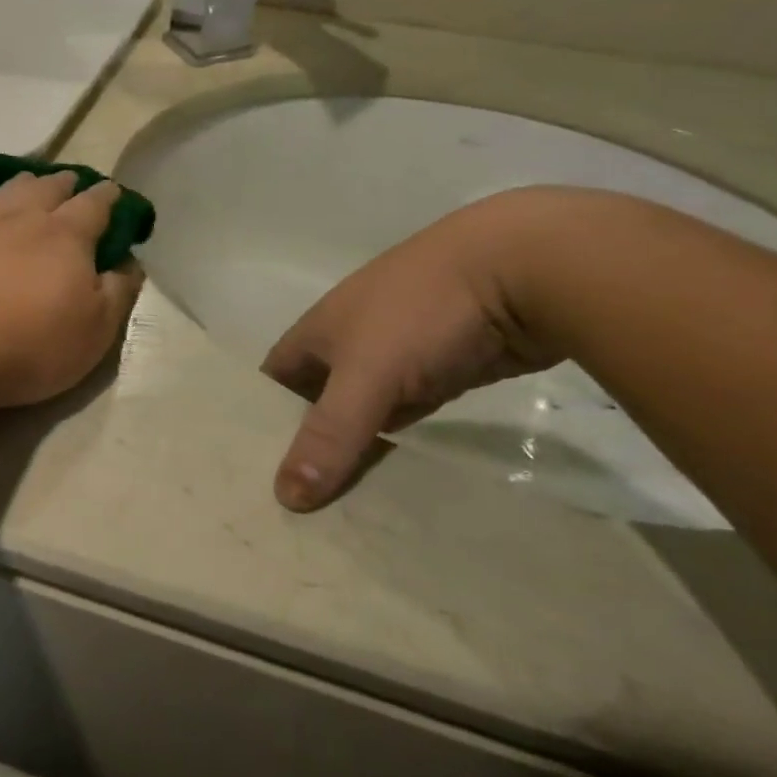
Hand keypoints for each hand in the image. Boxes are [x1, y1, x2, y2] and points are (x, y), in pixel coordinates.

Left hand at [0, 172, 144, 414]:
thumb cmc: (27, 345)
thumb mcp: (93, 332)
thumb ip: (118, 292)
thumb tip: (129, 262)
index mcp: (67, 234)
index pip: (96, 203)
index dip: (111, 198)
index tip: (116, 197)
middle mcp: (26, 214)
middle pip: (52, 185)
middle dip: (70, 184)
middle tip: (77, 190)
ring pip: (14, 187)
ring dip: (32, 185)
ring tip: (36, 191)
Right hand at [263, 190, 565, 511]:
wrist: (522, 268)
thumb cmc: (421, 312)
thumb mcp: (367, 374)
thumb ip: (329, 434)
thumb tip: (285, 498)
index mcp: (319, 331)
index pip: (273, 381)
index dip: (260, 418)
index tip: (253, 470)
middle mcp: (351, 343)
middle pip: (317, 401)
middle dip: (307, 446)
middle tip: (295, 507)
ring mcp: (398, 356)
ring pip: (364, 412)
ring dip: (355, 450)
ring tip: (339, 508)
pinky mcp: (442, 372)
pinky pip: (407, 416)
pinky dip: (398, 445)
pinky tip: (393, 479)